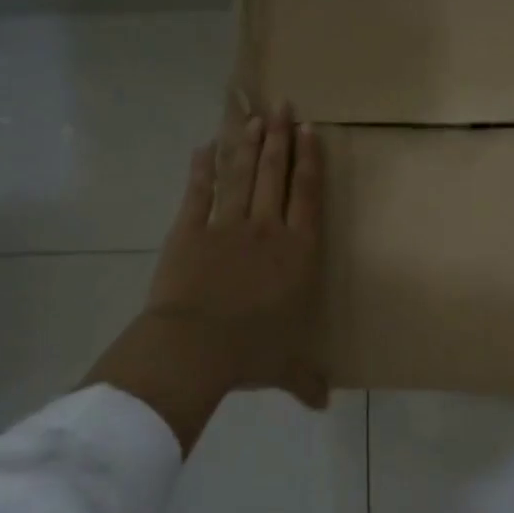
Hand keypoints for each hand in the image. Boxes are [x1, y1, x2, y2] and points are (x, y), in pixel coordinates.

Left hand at [84, 103, 326, 452]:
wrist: (195, 347)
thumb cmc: (251, 353)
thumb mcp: (286, 367)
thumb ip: (306, 379)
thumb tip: (324, 404)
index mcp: (297, 254)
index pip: (307, 197)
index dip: (310, 162)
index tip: (311, 132)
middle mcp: (266, 230)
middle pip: (276, 175)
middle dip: (280, 139)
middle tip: (284, 107)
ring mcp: (226, 226)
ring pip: (242, 175)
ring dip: (248, 144)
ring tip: (254, 117)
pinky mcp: (189, 231)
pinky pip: (199, 193)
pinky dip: (202, 169)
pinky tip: (205, 146)